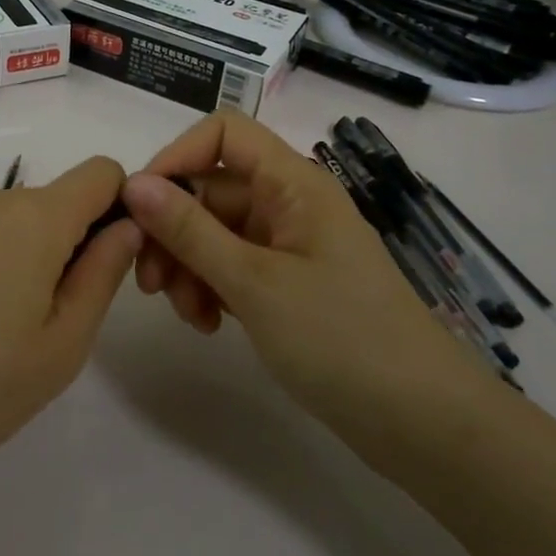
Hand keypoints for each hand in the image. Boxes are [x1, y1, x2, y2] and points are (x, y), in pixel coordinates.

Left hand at [0, 155, 140, 491]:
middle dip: (71, 245)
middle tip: (52, 322)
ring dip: (26, 259)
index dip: (120, 207)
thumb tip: (125, 227)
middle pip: (55, 202)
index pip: (101, 173)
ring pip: (12, 222)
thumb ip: (102, 274)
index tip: (107, 264)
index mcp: (36, 218)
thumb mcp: (61, 346)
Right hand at [122, 111, 494, 436]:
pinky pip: (233, 267)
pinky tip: (208, 325)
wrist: (422, 421)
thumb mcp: (254, 282)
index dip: (177, 157)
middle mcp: (289, 203)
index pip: (224, 133)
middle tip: (150, 283)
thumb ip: (189, 230)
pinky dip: (212, 288)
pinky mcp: (288, 284)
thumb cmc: (340, 338)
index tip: (140, 206)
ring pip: (215, 233)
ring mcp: (289, 246)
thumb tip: (133, 183)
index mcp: (293, 183)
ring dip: (189, 266)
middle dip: (173, 231)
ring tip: (188, 316)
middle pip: (211, 190)